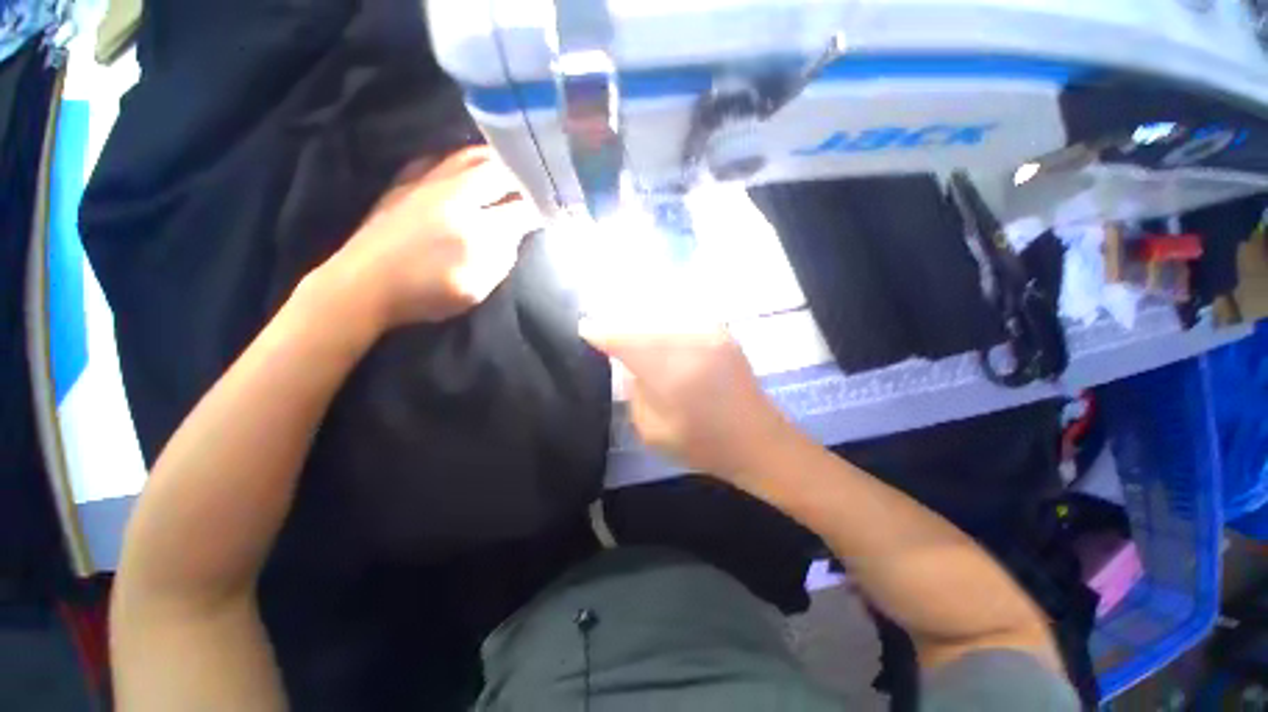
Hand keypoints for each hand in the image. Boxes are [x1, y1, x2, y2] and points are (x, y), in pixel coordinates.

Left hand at [325, 146, 541, 328]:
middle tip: (537, 180)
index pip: (523, 208)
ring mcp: (427, 182)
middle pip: (499, 170)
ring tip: (512, 167)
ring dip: (497, 160)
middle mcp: (456, 195)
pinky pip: (442, 158)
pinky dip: (463, 159)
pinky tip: (469, 166)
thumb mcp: (478, 284)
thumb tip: (517, 228)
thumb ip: (504, 254)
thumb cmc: (426, 293)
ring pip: (470, 156)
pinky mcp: (406, 181)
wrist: (362, 285)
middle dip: (524, 173)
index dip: (543, 206)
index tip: (557, 207)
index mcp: (477, 226)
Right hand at [580, 317, 792, 481]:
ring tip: (625, 326)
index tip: (584, 329)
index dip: (602, 333)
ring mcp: (710, 333)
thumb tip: (629, 365)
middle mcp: (690, 342)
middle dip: (619, 324)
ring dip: (640, 318)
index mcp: (671, 371)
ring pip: (662, 313)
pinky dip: (663, 319)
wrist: (759, 441)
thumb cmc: (704, 444)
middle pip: (642, 322)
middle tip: (603, 329)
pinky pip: (682, 316)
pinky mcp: (721, 332)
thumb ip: (635, 392)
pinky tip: (654, 326)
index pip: (625, 340)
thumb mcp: (653, 431)